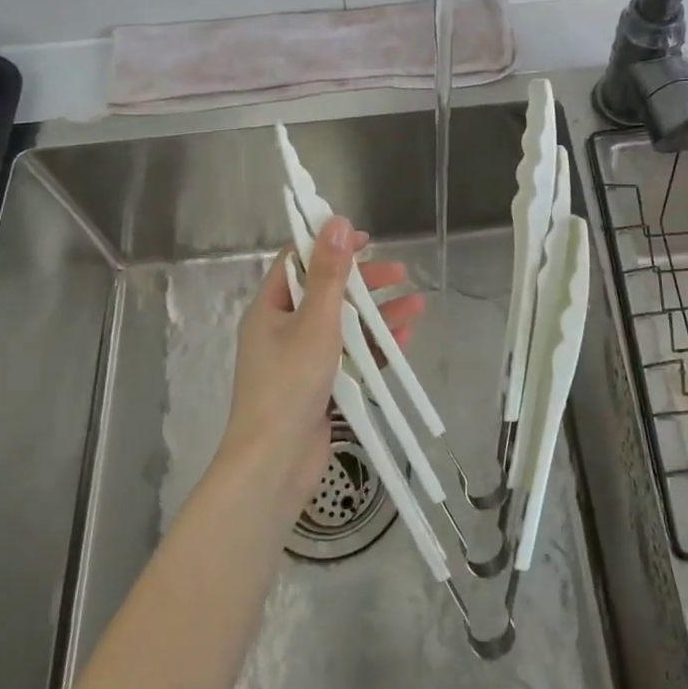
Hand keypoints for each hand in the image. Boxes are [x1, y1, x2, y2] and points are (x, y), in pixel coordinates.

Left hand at [221, 215, 425, 516]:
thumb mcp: (315, 322)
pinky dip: (375, 346)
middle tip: (399, 272)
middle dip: (364, 282)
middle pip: (327, 293)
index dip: (330, 245)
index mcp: (270, 309)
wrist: (274, 465)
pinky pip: (350, 357)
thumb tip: (337, 222)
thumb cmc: (290, 385)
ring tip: (417, 304)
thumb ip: (330, 273)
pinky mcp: (319, 388)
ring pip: (344, 326)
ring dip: (378, 314)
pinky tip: (404, 337)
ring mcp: (301, 361)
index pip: (298, 262)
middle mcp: (283, 330)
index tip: (365, 239)